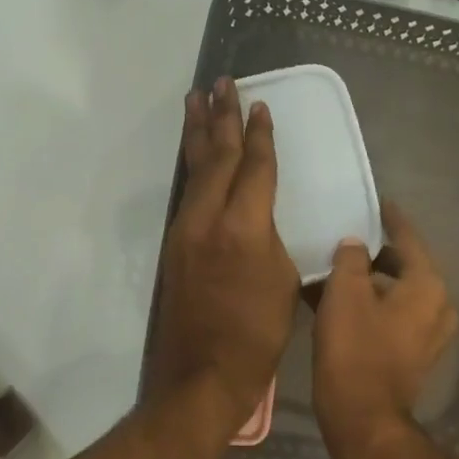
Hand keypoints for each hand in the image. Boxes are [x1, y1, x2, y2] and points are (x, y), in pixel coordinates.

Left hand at [146, 78, 298, 436]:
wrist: (202, 374)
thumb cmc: (257, 335)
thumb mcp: (284, 283)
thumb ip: (272, 240)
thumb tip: (262, 221)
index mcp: (244, 226)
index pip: (254, 167)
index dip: (260, 135)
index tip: (260, 105)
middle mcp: (208, 218)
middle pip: (216, 157)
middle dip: (221, 118)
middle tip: (220, 83)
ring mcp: (185, 231)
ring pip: (194, 171)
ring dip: (197, 133)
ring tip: (196, 101)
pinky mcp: (174, 247)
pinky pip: (186, 193)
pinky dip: (192, 166)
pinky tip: (194, 156)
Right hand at [312, 202, 457, 458]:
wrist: (363, 418)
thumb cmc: (355, 350)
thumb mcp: (345, 294)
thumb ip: (351, 260)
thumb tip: (355, 246)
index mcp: (427, 286)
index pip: (409, 239)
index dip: (391, 219)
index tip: (378, 203)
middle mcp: (438, 306)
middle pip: (405, 267)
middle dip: (375, 256)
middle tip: (346, 241)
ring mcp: (429, 334)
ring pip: (397, 294)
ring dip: (370, 283)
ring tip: (337, 272)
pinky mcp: (415, 355)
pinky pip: (394, 317)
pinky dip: (372, 307)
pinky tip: (341, 304)